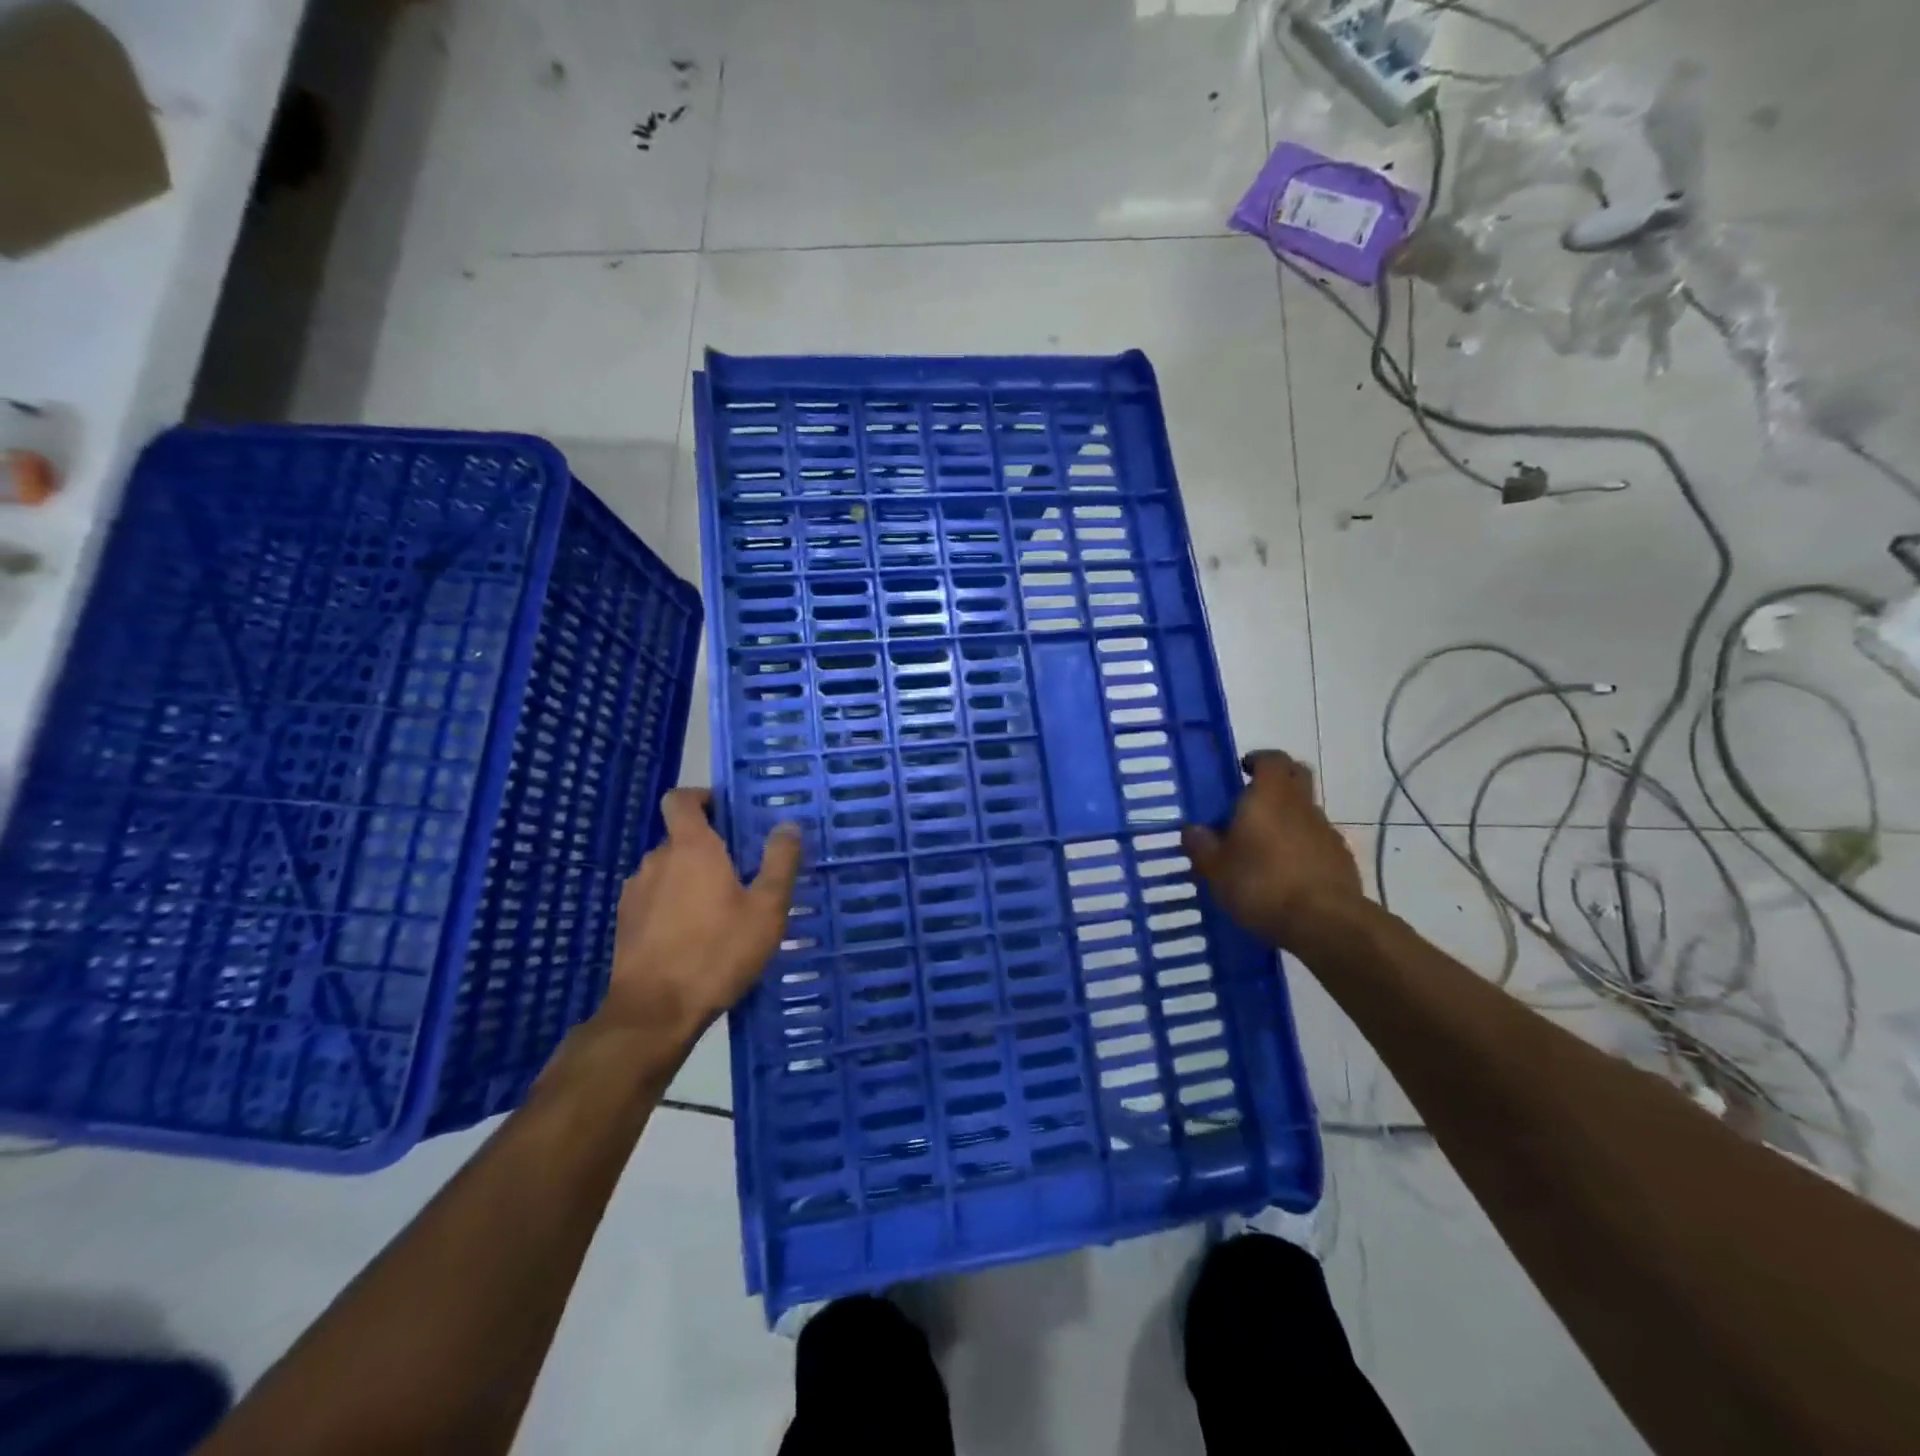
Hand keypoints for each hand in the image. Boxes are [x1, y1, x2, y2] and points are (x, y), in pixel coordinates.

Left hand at [598, 788, 802, 1048]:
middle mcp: (657, 861)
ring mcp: (635, 892)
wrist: (654, 1012)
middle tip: (742, 873)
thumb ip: (780, 862)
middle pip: (681, 838)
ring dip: (691, 879)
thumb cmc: (717, 953)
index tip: (728, 814)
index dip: (702, 798)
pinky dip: (673, 905)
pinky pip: (654, 899)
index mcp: (691, 848)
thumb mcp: (766, 909)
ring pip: (668, 871)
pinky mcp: (625, 923)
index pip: (681, 799)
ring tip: (720, 911)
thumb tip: (788, 825)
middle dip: (709, 848)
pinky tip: (694, 937)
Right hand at [1182, 751, 1363, 948]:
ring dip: (1288, 819)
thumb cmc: (1262, 885)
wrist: (1325, 922)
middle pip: (1297, 777)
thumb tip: (1192, 829)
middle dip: (1278, 781)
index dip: (1258, 760)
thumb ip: (1201, 846)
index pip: (1272, 759)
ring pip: (1306, 811)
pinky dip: (1303, 848)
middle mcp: (1301, 805)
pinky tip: (1287, 875)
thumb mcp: (1215, 870)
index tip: (1243, 769)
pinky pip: (1318, 842)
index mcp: (1269, 797)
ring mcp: (1327, 832)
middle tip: (1253, 801)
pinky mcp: (1342, 859)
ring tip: (1265, 849)